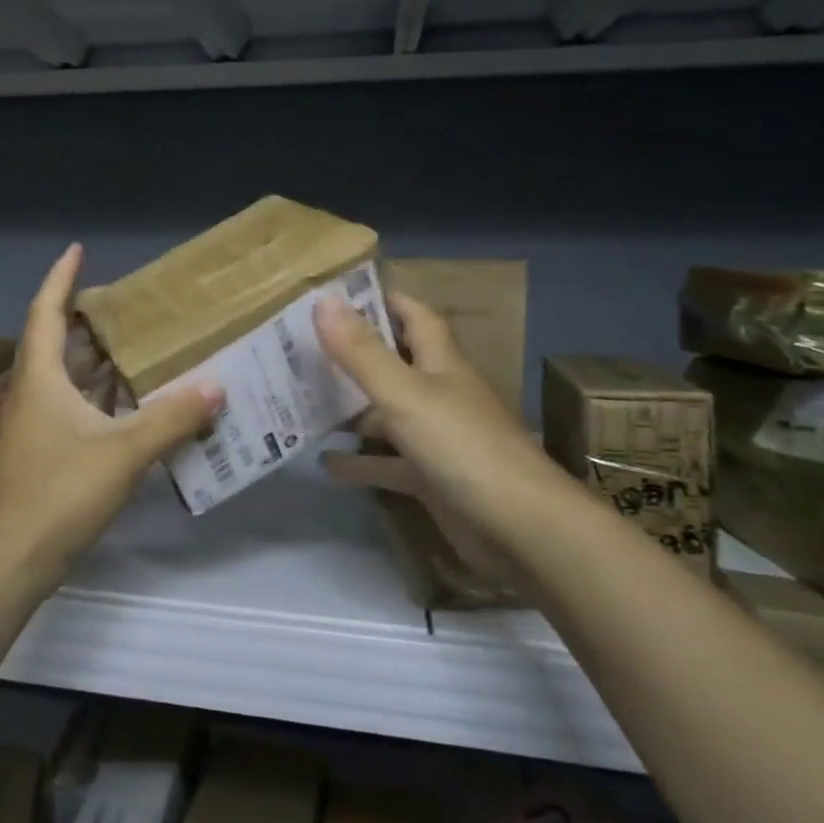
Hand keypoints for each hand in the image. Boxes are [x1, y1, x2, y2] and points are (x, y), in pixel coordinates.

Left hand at [0, 244, 222, 584]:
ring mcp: (37, 426)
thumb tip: (216, 385)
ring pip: (68, 379)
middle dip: (87, 319)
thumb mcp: (124, 451)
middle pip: (58, 343)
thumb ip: (172, 417)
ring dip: (98, 361)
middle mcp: (34, 394)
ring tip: (139, 345)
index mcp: (42, 378)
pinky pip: (77, 409)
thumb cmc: (60, 492)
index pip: (46, 312)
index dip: (61, 279)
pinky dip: (103, 398)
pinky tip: (134, 403)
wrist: (14, 559)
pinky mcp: (46, 453)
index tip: (78, 250)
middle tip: (128, 304)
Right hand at [314, 291, 570, 543]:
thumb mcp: (405, 394)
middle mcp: (441, 395)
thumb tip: (323, 299)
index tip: (342, 293)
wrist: (521, 529)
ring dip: (352, 410)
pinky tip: (324, 462)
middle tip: (303, 348)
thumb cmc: (463, 447)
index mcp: (441, 364)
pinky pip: (388, 464)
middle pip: (395, 365)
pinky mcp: (433, 480)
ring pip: (388, 416)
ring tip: (302, 402)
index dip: (385, 301)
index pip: (415, 317)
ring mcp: (438, 440)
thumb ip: (362, 352)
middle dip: (356, 356)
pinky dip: (360, 462)